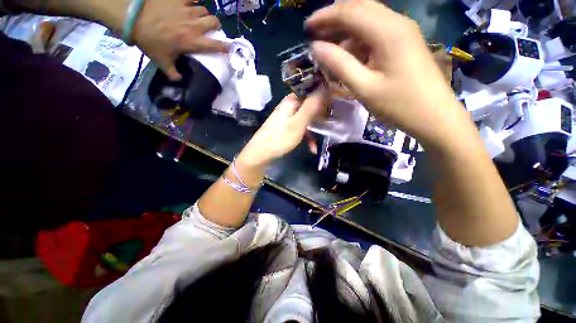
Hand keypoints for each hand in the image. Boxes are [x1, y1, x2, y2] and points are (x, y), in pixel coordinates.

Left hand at [131, 0, 227, 79]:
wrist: (133, 18)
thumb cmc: (150, 41)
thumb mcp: (162, 61)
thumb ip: (173, 73)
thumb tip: (179, 80)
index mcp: (193, 42)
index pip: (216, 45)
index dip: (225, 47)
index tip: (229, 48)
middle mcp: (194, 26)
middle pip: (214, 22)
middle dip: (216, 26)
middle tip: (211, 28)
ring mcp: (186, 10)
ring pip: (204, 10)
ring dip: (204, 14)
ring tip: (199, 17)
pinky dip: (193, 1)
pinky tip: (190, 4)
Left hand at [237, 92, 327, 170]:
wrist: (261, 154)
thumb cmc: (280, 138)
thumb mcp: (298, 123)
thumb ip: (311, 107)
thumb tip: (325, 87)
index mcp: (292, 101)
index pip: (312, 90)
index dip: (325, 95)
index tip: (338, 103)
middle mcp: (290, 106)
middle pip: (311, 105)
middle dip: (322, 115)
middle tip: (334, 122)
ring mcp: (288, 117)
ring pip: (307, 119)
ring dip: (316, 129)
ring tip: (326, 136)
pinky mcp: (287, 127)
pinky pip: (301, 129)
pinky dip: (307, 137)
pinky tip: (312, 149)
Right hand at [305, 0, 473, 148]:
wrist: (434, 115)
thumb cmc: (398, 105)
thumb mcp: (363, 87)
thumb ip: (339, 64)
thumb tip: (316, 48)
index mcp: (387, 31)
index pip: (349, 12)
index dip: (324, 16)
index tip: (306, 27)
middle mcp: (396, 22)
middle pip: (359, 8)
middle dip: (334, 18)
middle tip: (314, 33)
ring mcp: (402, 31)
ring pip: (367, 19)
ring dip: (345, 29)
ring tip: (327, 45)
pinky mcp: (404, 42)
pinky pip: (376, 32)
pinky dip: (357, 39)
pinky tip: (348, 53)